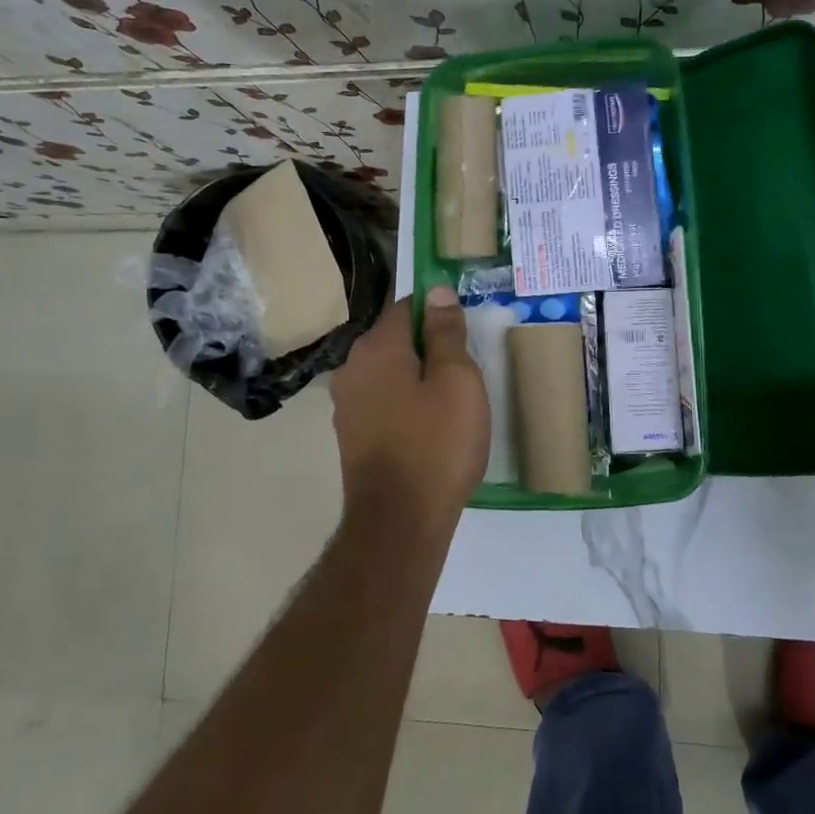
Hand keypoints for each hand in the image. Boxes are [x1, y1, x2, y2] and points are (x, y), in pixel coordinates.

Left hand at [330, 288, 488, 522]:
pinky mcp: (352, 435)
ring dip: (418, 377)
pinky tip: (430, 427)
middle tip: (467, 370)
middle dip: (429, 346)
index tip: (466, 330)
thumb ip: (446, 332)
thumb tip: (437, 291)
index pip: (407, 305)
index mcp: (376, 347)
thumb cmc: (436, 444)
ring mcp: (347, 404)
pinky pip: (383, 402)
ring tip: (453, 401)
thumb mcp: (457, 381)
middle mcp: (352, 368)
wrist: (399, 523)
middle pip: (396, 339)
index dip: (438, 310)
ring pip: (390, 373)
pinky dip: (406, 404)